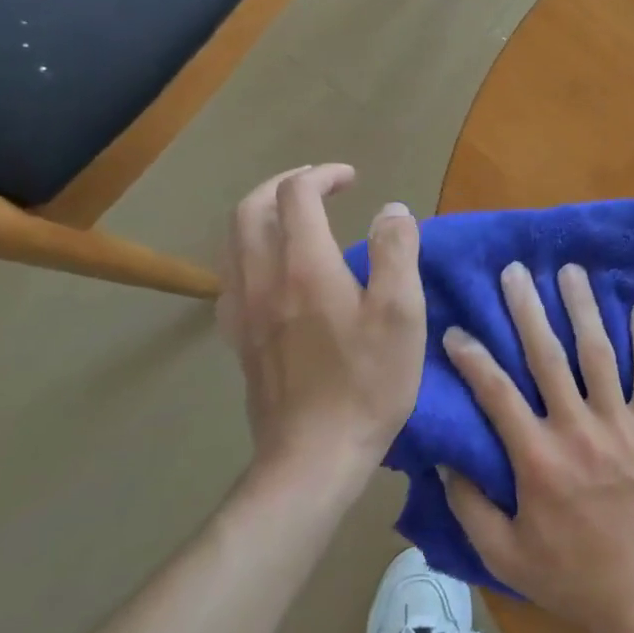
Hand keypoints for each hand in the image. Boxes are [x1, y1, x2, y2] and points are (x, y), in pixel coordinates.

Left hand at [219, 164, 425, 485]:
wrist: (313, 457)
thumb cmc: (367, 383)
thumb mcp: (401, 314)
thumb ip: (397, 252)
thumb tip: (391, 210)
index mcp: (304, 267)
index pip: (296, 195)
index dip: (323, 175)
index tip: (353, 180)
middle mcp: (263, 280)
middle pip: (251, 209)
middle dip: (284, 185)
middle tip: (320, 186)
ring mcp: (243, 312)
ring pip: (234, 241)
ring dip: (263, 215)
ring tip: (297, 219)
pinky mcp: (239, 340)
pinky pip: (232, 277)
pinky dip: (251, 253)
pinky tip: (276, 271)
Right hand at [441, 262, 633, 632]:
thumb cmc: (570, 576)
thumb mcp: (503, 556)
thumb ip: (470, 508)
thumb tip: (445, 461)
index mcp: (536, 459)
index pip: (496, 393)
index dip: (472, 358)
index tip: (456, 330)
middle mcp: (576, 429)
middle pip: (548, 356)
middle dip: (528, 310)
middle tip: (515, 272)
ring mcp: (619, 426)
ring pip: (599, 354)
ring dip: (583, 309)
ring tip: (571, 272)